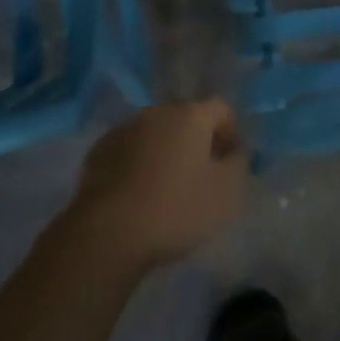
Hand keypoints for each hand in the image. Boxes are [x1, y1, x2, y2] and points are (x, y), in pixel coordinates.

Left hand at [64, 100, 248, 273]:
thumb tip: (235, 149)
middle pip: (186, 118)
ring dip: (165, 151)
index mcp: (191, 115)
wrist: (108, 232)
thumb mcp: (226, 194)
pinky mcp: (101, 148)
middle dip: (196, 141)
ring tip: (165, 188)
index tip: (229, 163)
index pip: (221, 108)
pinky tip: (136, 194)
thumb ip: (239, 163)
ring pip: (156, 133)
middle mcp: (158, 111)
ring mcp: (126, 127)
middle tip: (199, 177)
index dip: (230, 133)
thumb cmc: (175, 210)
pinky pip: (130, 148)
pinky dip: (138, 163)